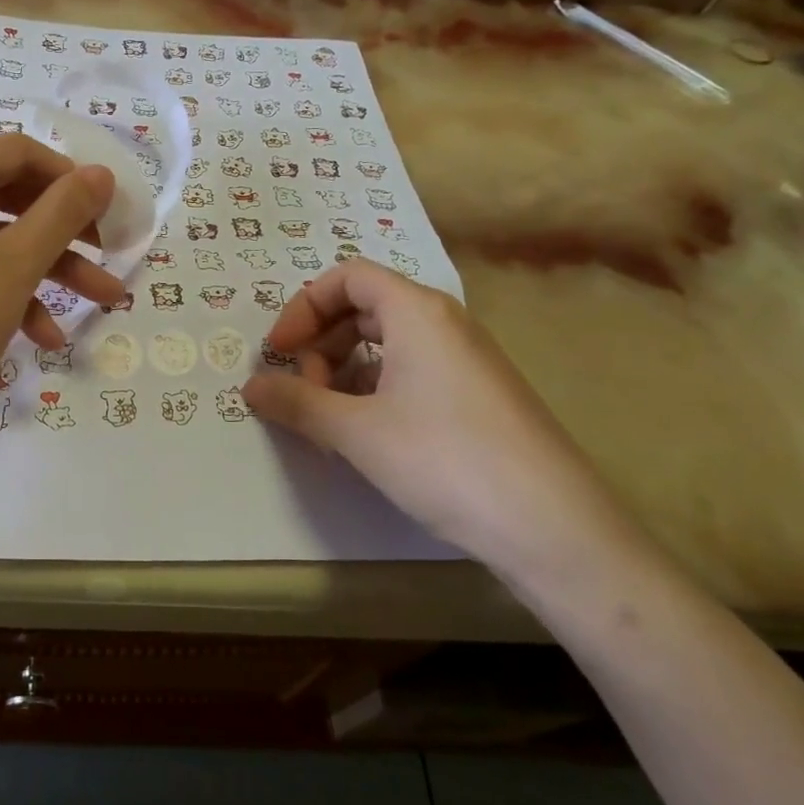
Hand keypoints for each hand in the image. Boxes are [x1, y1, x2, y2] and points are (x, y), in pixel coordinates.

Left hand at [0, 136, 121, 473]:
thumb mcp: (14, 266)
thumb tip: (103, 173)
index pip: (16, 151)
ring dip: (46, 271)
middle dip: (65, 232)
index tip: (111, 210)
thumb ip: (63, 213)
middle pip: (5, 198)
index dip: (70, 177)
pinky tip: (43, 339)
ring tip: (100, 305)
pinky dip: (5, 297)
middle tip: (110, 255)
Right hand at [241, 260, 627, 568]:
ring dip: (345, 369)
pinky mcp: (478, 395)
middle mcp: (445, 323)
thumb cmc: (444, 460)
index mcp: (416, 312)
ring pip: (388, 342)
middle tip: (303, 389)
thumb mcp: (356, 431)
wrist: (553, 527)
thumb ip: (297, 402)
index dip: (302, 307)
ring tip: (330, 418)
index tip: (278, 352)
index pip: (347, 277)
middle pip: (365, 307)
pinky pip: (413, 371)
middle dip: (321, 342)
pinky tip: (367, 434)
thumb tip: (250, 387)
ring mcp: (467, 359)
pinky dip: (376, 389)